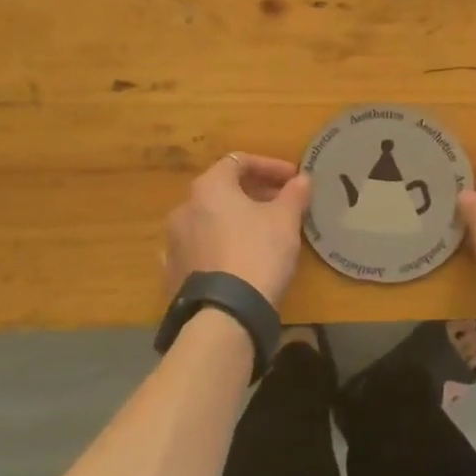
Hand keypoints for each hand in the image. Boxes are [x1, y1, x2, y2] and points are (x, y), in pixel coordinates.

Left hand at [163, 153, 312, 306]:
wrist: (225, 313)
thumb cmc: (258, 253)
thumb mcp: (285, 220)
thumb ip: (294, 194)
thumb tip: (302, 179)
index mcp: (209, 187)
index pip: (239, 162)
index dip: (270, 166)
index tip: (293, 179)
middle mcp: (184, 208)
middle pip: (223, 190)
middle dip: (254, 193)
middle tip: (282, 205)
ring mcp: (174, 241)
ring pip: (210, 220)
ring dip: (236, 220)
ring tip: (262, 233)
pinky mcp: (174, 271)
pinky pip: (201, 248)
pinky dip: (220, 245)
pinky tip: (237, 258)